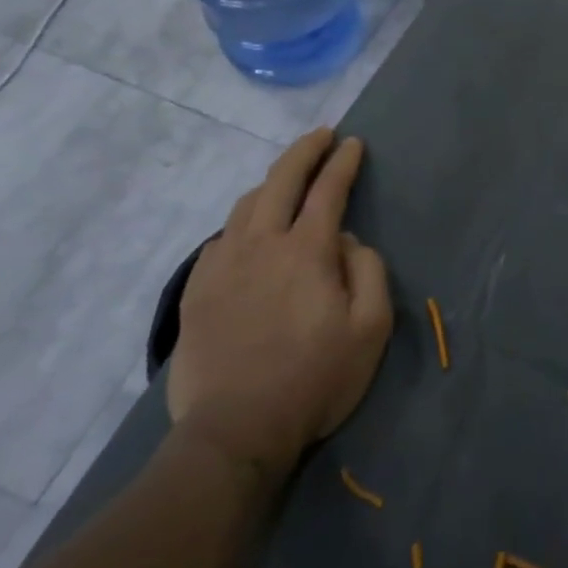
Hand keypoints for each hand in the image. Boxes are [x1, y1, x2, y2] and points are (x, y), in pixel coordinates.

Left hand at [167, 128, 392, 480]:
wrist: (236, 431)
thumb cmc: (316, 378)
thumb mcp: (371, 328)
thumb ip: (369, 271)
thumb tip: (349, 240)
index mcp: (307, 250)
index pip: (328, 189)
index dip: (342, 162)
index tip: (353, 143)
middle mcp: (261, 244)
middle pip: (280, 180)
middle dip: (304, 150)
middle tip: (321, 136)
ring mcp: (222, 265)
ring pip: (246, 205)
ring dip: (271, 183)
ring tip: (287, 182)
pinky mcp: (196, 291)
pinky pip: (221, 238)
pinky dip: (242, 221)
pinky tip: (249, 232)